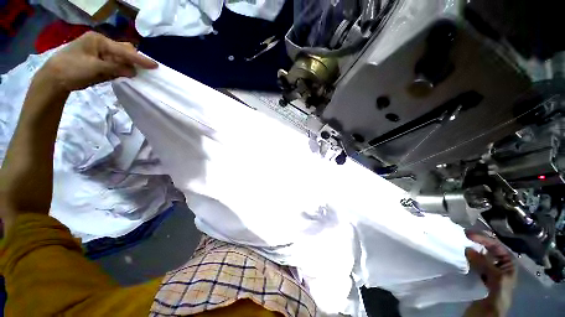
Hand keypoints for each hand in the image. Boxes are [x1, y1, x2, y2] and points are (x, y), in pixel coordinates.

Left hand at [38, 31, 157, 92]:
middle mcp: (101, 45)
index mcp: (98, 41)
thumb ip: (115, 68)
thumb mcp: (94, 68)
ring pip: (120, 59)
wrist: (54, 79)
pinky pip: (115, 66)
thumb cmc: (71, 69)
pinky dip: (121, 71)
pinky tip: (125, 75)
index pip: (123, 50)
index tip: (155, 65)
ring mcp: (100, 54)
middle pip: (123, 51)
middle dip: (134, 61)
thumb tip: (133, 72)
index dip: (139, 59)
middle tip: (144, 71)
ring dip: (128, 67)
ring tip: (135, 75)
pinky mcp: (99, 63)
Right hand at [465, 231, 516, 314]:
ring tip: (460, 244)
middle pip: (488, 249)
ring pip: (480, 256)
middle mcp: (500, 265)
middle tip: (463, 236)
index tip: (468, 234)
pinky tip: (461, 256)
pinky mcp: (479, 276)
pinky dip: (467, 258)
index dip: (484, 239)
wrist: (488, 314)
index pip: (497, 246)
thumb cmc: (497, 296)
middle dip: (477, 242)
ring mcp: (489, 271)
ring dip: (471, 250)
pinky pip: (474, 263)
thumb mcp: (495, 280)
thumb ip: (484, 263)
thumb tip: (467, 248)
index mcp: (508, 264)